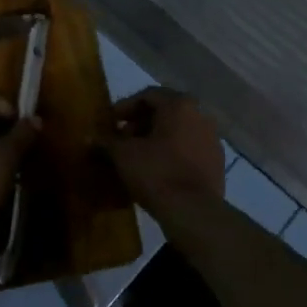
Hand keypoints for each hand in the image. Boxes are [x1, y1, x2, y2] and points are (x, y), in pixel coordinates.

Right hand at [106, 88, 224, 212]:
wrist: (193, 212)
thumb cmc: (156, 173)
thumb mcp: (124, 155)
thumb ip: (107, 141)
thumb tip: (90, 138)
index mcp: (179, 105)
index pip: (148, 95)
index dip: (125, 107)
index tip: (111, 122)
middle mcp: (200, 115)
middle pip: (166, 111)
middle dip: (141, 123)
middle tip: (123, 139)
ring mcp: (212, 139)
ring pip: (179, 130)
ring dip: (157, 138)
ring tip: (138, 155)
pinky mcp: (217, 162)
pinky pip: (190, 148)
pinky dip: (173, 153)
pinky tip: (159, 169)